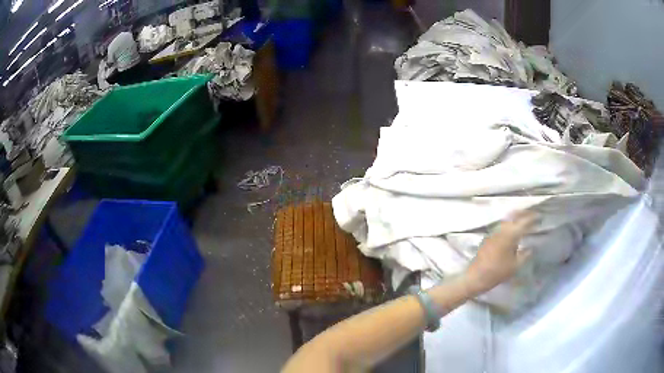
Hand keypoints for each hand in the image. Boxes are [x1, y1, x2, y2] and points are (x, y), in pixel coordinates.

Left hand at [464, 210, 536, 295]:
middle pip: (515, 215)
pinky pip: (502, 226)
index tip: (540, 216)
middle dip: (524, 214)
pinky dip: (509, 224)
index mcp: (511, 234)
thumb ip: (525, 255)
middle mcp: (502, 229)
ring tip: (524, 221)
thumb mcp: (515, 265)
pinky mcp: (489, 236)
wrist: (476, 276)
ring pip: (508, 219)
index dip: (533, 218)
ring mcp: (494, 231)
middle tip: (532, 215)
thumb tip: (531, 249)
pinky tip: (513, 230)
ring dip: (516, 217)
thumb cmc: (497, 272)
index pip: (524, 221)